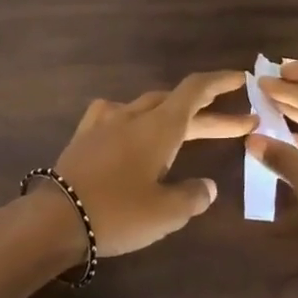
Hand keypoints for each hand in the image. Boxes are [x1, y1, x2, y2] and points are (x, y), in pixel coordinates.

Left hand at [50, 71, 256, 256]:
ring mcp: (103, 123)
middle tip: (240, 124)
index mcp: (158, 127)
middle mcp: (132, 116)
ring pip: (146, 107)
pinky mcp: (83, 137)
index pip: (194, 90)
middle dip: (208, 113)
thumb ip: (192, 196)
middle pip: (175, 103)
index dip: (220, 82)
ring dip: (172, 116)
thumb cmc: (117, 213)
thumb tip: (207, 187)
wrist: (54, 219)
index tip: (242, 78)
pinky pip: (115, 116)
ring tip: (189, 130)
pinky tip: (133, 129)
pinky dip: (136, 120)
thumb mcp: (166, 213)